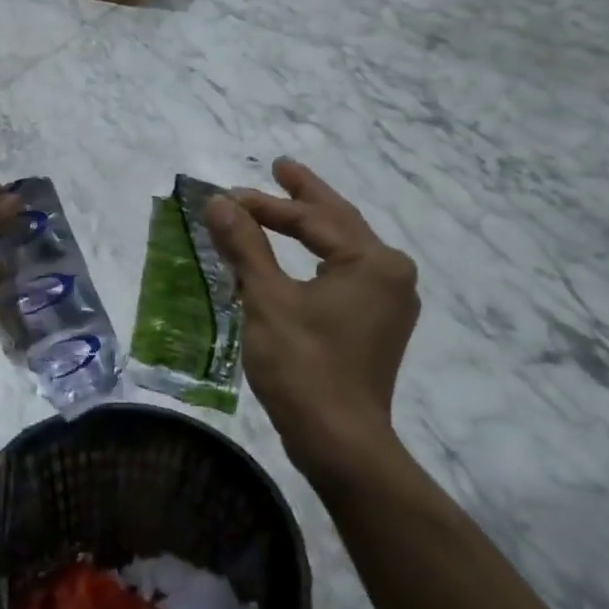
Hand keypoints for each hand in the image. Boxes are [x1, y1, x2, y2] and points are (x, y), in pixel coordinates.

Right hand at [206, 159, 419, 476]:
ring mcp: (389, 301)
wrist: (340, 441)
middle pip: (340, 221)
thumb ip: (244, 246)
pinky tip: (300, 257)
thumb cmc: (304, 366)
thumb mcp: (266, 300)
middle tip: (279, 166)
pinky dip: (317, 257)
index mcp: (372, 261)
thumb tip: (217, 203)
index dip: (266, 205)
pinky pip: (346, 273)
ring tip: (287, 203)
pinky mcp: (377, 324)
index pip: (313, 218)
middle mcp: (391, 274)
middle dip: (305, 195)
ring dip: (312, 225)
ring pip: (344, 248)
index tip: (225, 198)